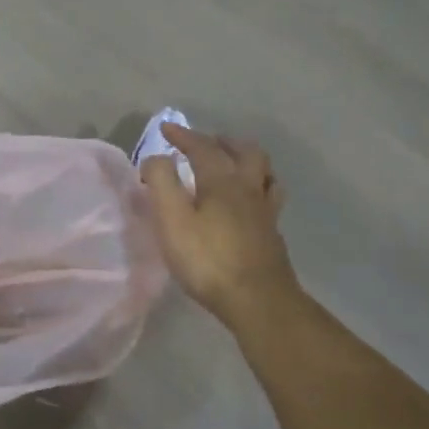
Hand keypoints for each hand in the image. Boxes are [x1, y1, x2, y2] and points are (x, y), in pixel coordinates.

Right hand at [140, 124, 300, 332]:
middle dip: (223, 142)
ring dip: (247, 160)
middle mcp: (248, 188)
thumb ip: (161, 183)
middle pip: (245, 152)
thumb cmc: (208, 259)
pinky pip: (269, 197)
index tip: (165, 129)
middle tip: (207, 142)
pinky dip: (259, 187)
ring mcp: (265, 211)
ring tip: (234, 164)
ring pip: (264, 172)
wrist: (257, 299)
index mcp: (222, 180)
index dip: (183, 135)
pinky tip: (251, 202)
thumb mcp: (171, 220)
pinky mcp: (272, 233)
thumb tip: (157, 158)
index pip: (202, 147)